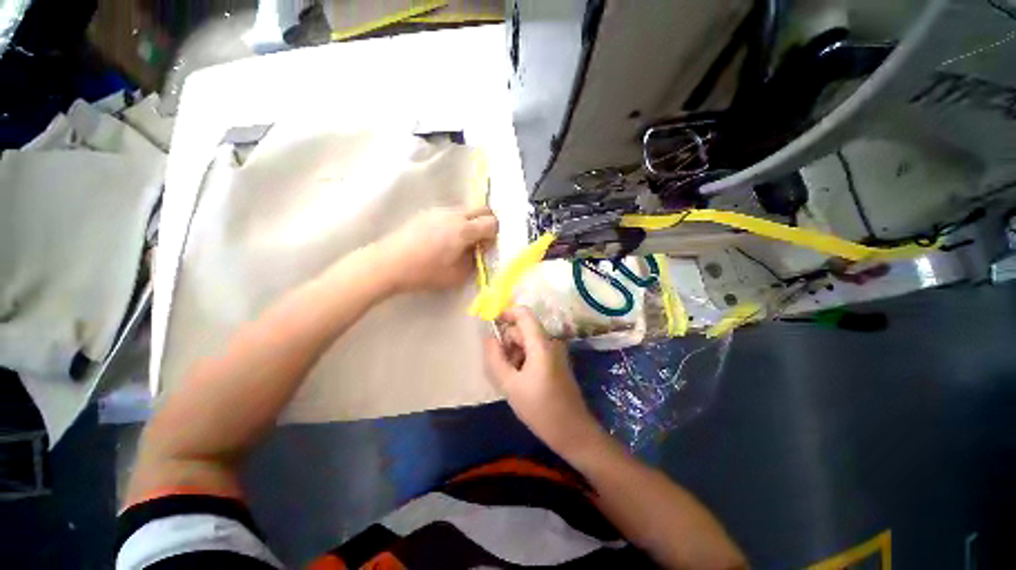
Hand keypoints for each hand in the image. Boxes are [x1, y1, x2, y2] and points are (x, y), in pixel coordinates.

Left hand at [379, 206, 497, 292]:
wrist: (388, 263)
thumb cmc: (425, 272)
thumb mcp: (456, 275)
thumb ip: (474, 263)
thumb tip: (478, 253)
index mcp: (464, 230)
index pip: (491, 223)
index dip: (494, 234)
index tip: (487, 247)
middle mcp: (454, 214)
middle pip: (482, 209)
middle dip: (487, 222)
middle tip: (481, 240)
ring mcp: (439, 211)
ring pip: (465, 209)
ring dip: (471, 221)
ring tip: (461, 240)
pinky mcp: (427, 213)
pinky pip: (450, 213)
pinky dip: (456, 221)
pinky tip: (444, 238)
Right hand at [483, 307, 601, 455]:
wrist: (573, 432)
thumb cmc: (540, 409)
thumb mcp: (510, 385)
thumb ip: (495, 359)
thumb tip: (488, 338)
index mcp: (541, 344)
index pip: (524, 314)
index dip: (506, 313)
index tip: (490, 324)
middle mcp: (550, 342)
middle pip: (523, 330)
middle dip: (507, 341)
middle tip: (498, 365)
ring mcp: (555, 352)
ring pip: (528, 342)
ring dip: (514, 353)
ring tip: (508, 377)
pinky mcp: (556, 362)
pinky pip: (535, 351)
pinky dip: (523, 359)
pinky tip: (519, 380)